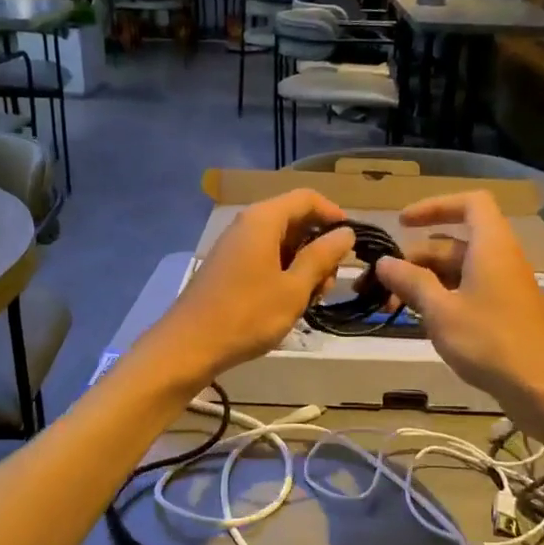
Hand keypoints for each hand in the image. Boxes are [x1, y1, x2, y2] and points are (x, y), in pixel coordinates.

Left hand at [143, 190, 355, 388]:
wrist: (189, 346)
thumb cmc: (247, 315)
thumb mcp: (294, 288)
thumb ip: (322, 257)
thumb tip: (345, 233)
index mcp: (263, 220)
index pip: (307, 198)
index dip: (334, 215)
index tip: (353, 242)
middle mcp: (247, 225)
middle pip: (294, 221)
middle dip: (319, 248)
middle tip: (329, 285)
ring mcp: (235, 247)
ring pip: (281, 244)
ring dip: (303, 267)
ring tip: (311, 300)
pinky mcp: (228, 269)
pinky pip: (264, 260)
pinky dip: (283, 275)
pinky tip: (288, 304)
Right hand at [373, 191, 543, 420]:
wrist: (540, 385)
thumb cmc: (488, 341)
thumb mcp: (440, 311)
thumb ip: (411, 282)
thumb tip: (384, 262)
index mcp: (491, 246)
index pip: (469, 204)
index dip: (435, 206)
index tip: (402, 224)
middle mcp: (501, 259)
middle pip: (456, 243)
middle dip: (417, 258)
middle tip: (383, 283)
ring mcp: (506, 287)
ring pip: (460, 271)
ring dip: (426, 282)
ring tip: (395, 306)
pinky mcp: (507, 312)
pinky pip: (471, 291)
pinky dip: (444, 298)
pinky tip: (424, 321)